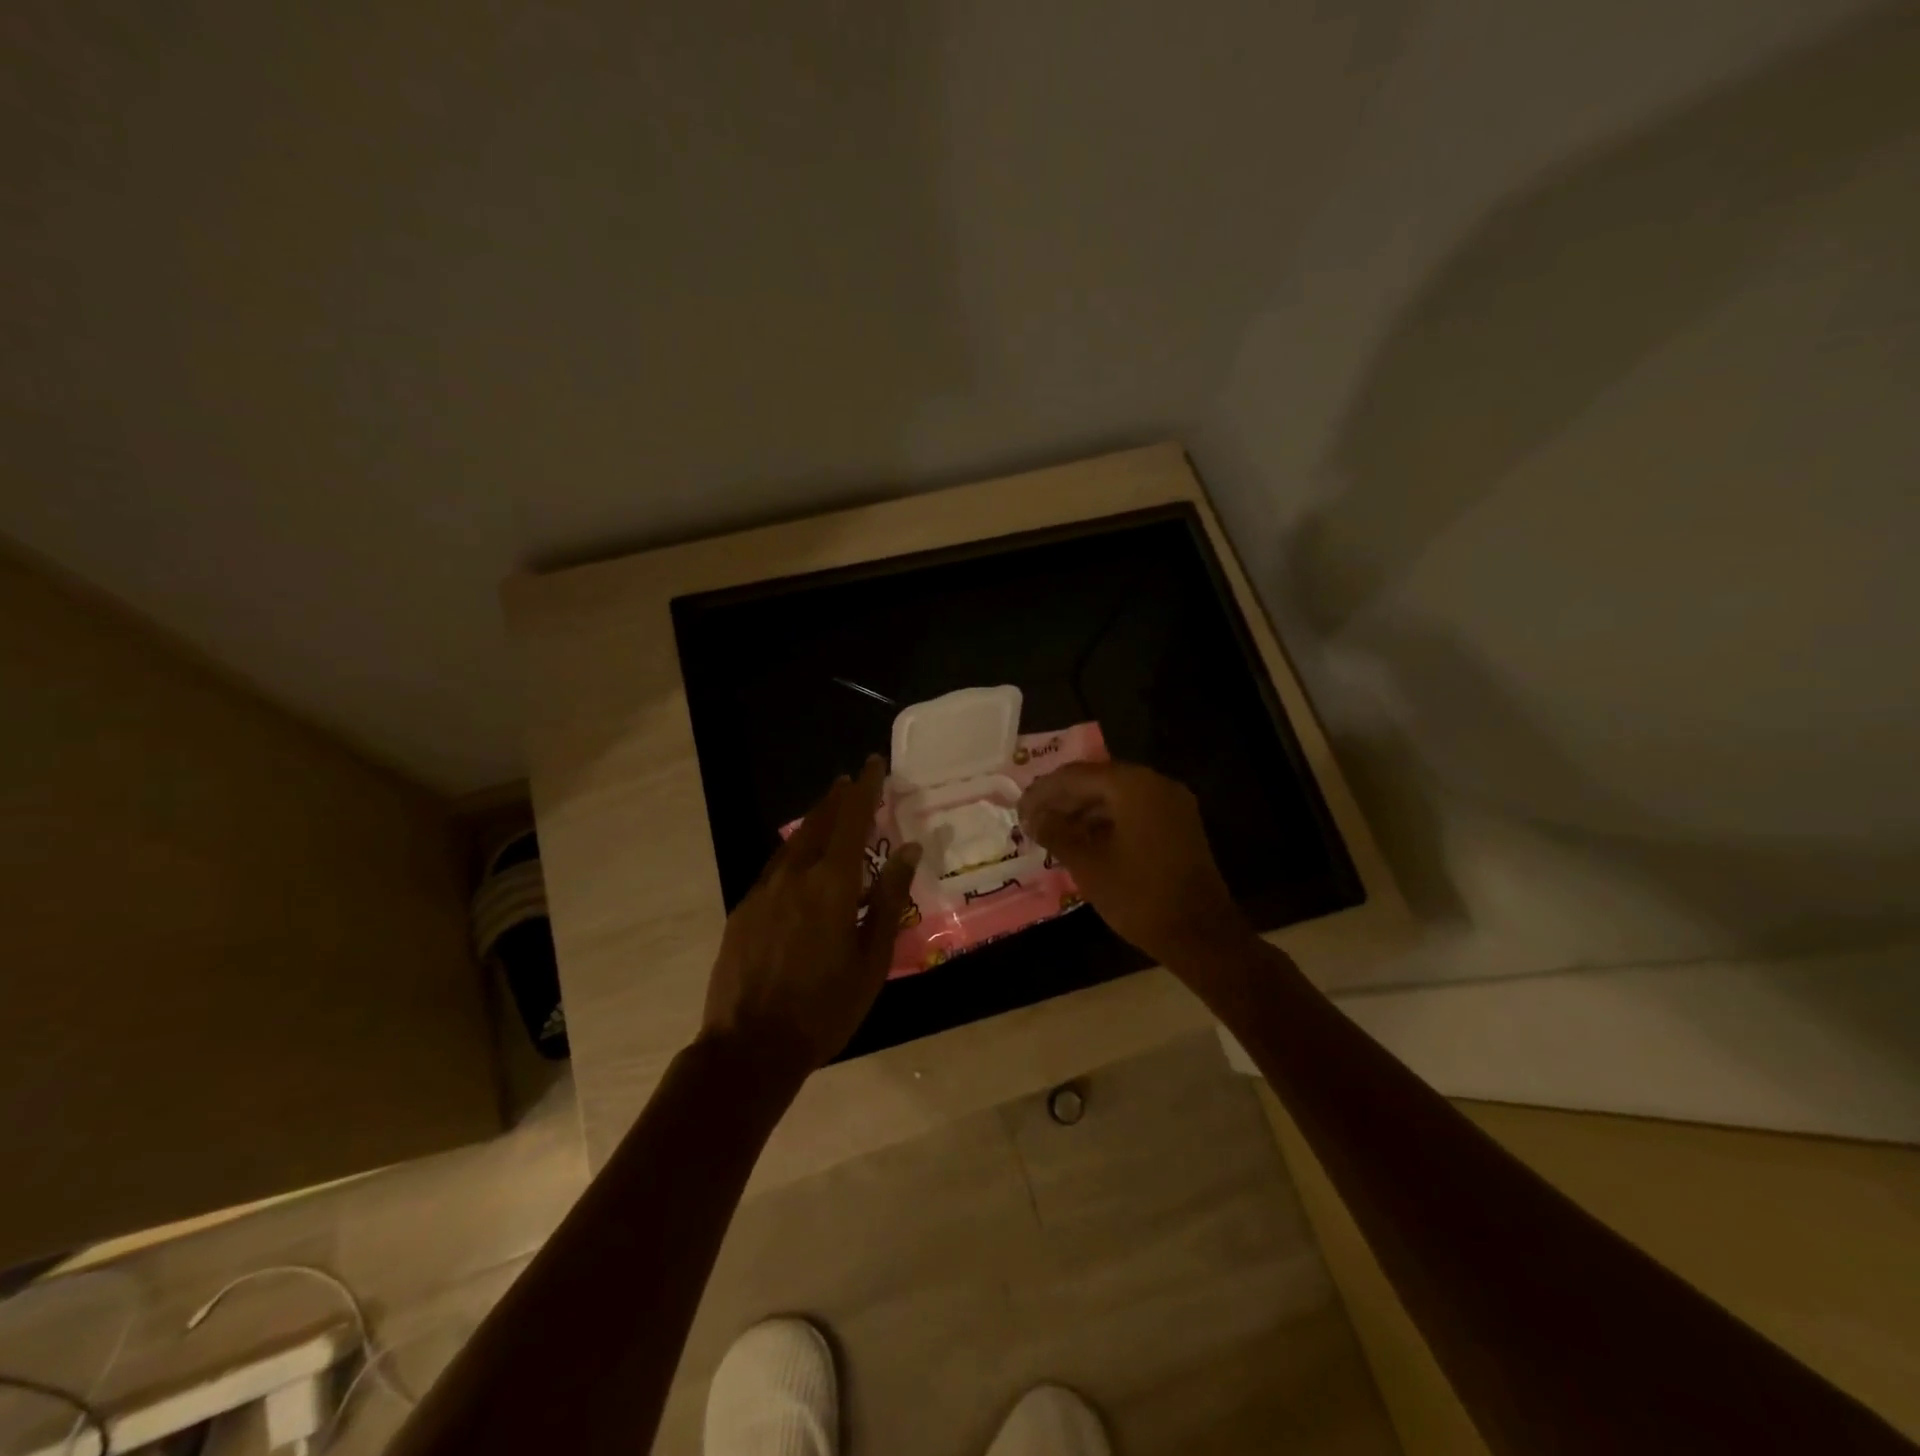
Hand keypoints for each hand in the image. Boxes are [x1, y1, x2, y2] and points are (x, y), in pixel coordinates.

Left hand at [702, 755, 921, 1074]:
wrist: (750, 1047)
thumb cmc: (825, 1008)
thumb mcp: (872, 958)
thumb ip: (889, 899)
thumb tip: (908, 850)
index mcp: (832, 884)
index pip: (852, 820)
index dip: (865, 789)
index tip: (873, 764)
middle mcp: (795, 876)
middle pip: (819, 824)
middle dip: (838, 799)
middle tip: (852, 782)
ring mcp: (763, 892)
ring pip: (793, 844)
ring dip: (814, 823)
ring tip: (829, 812)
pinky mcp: (743, 911)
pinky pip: (775, 869)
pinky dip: (795, 853)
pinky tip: (800, 864)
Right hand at [1018, 761, 1248, 967]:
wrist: (1201, 934)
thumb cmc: (1139, 896)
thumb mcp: (1088, 864)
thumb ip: (1057, 833)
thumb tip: (1033, 818)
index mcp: (1133, 786)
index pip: (1076, 775)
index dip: (1042, 792)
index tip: (1018, 812)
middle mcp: (1155, 784)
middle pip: (1097, 780)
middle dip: (1061, 799)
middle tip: (1031, 821)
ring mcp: (1171, 804)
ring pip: (1115, 796)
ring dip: (1082, 811)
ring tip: (1051, 832)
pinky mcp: (1178, 825)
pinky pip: (1133, 811)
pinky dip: (1105, 821)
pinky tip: (1082, 840)